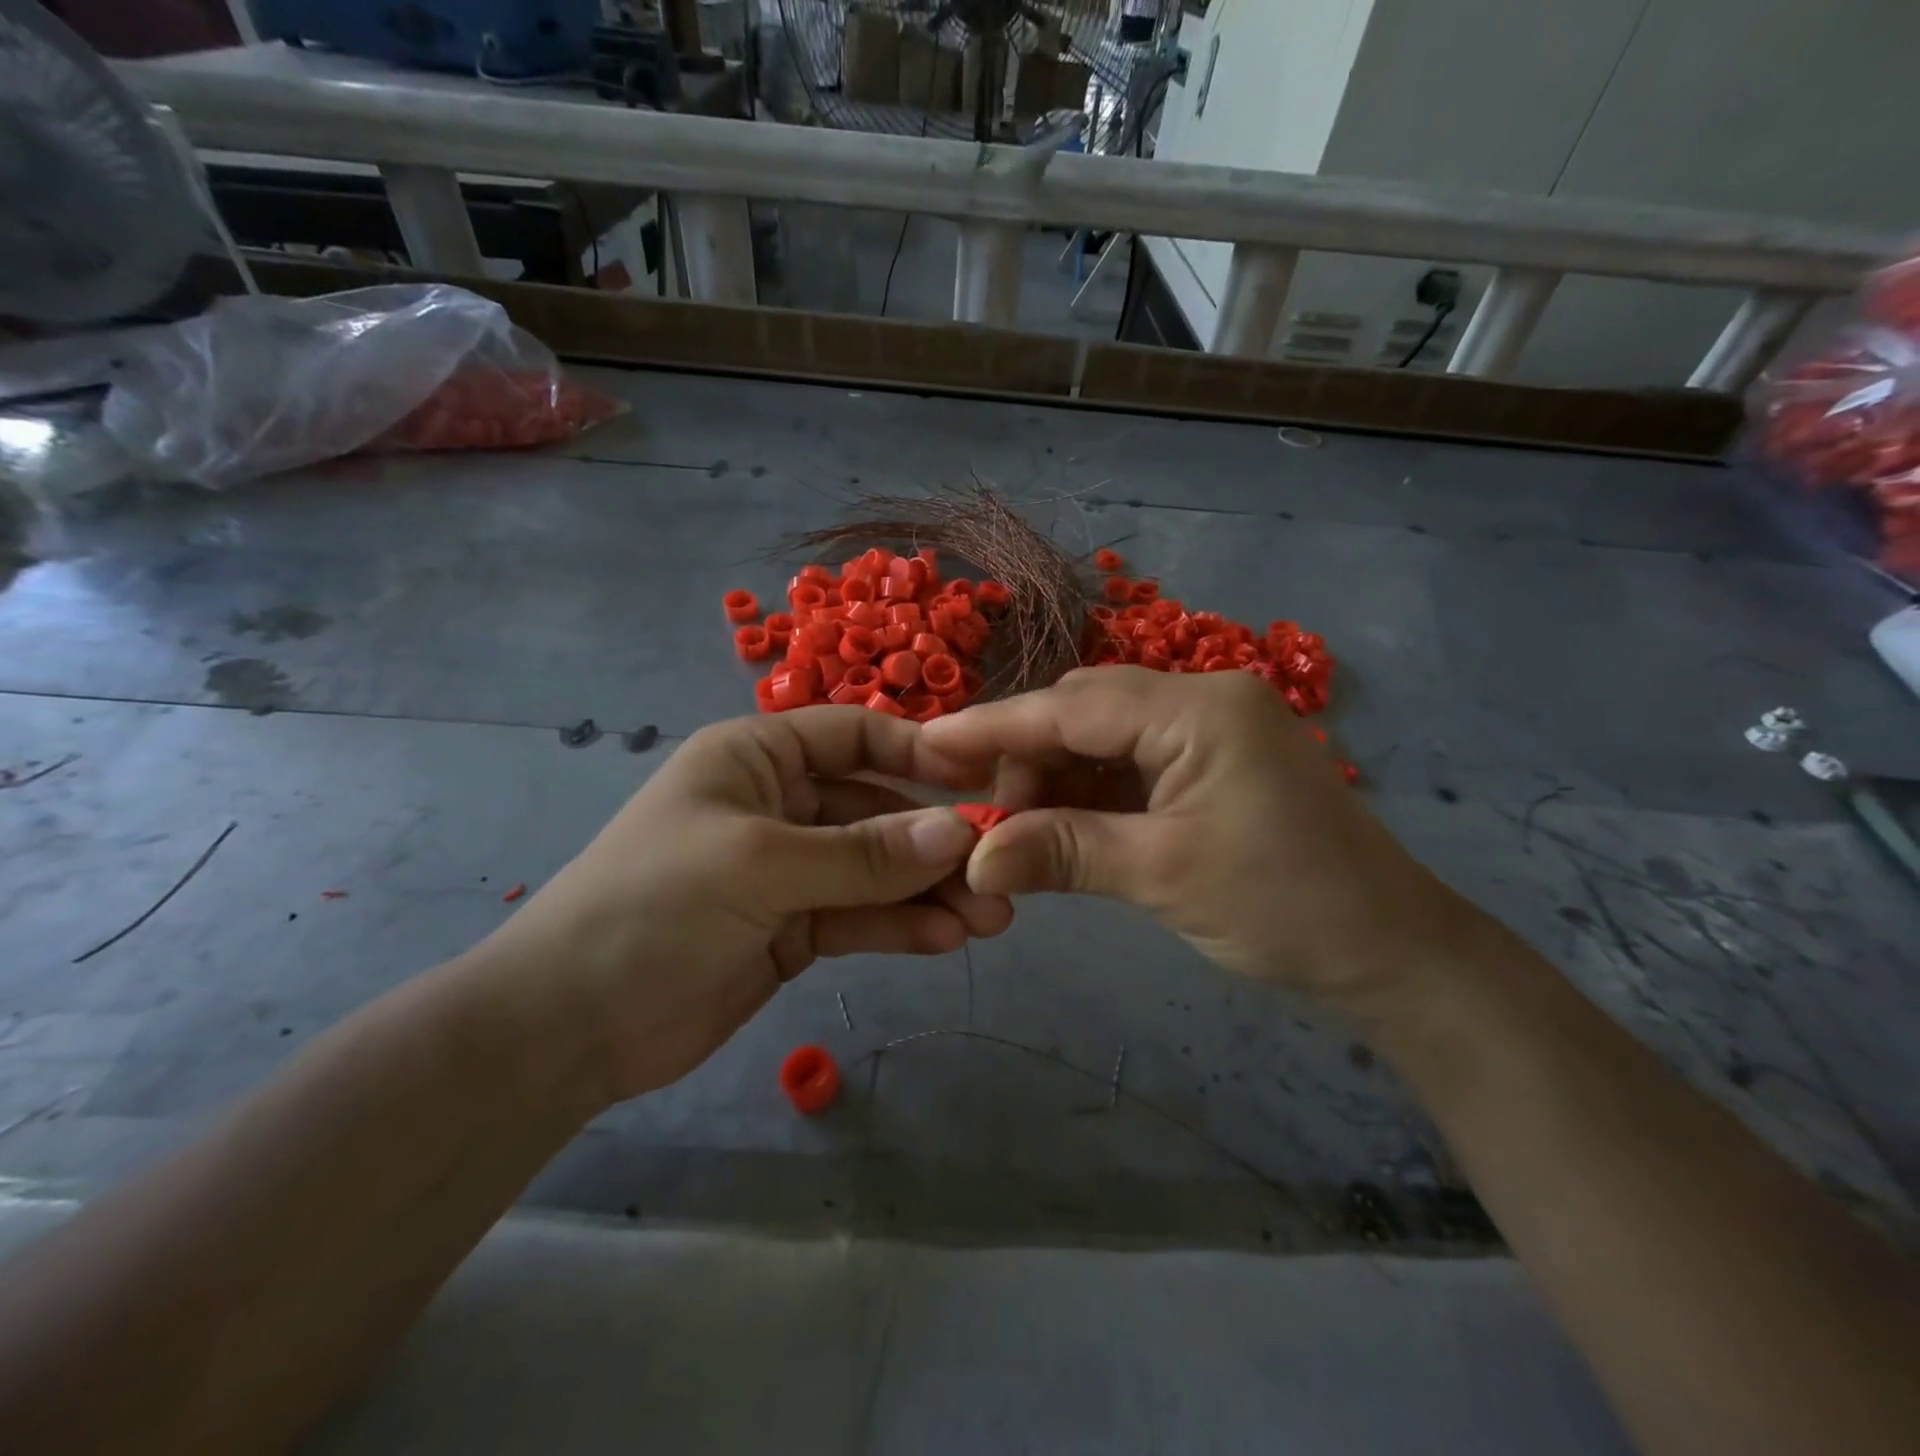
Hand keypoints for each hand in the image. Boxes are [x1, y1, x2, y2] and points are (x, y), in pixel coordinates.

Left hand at [473, 708, 1010, 1104]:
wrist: (568, 1026)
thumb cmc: (653, 907)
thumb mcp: (760, 866)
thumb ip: (863, 855)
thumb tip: (959, 833)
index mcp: (758, 758)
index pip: (854, 736)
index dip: (918, 754)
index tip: (980, 782)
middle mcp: (779, 804)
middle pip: (875, 810)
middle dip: (933, 842)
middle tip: (997, 874)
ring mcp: (788, 870)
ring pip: (875, 870)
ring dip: (929, 891)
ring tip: (989, 917)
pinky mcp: (794, 928)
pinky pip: (860, 916)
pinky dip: (900, 926)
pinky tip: (945, 940)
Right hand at [921, 667, 1473, 1007]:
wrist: (1394, 954)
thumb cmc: (1286, 907)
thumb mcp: (1162, 875)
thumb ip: (1062, 853)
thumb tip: (972, 861)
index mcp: (1197, 708)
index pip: (1071, 706)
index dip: (994, 727)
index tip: (927, 746)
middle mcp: (1201, 699)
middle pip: (1084, 712)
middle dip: (1027, 758)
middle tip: (985, 818)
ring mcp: (1209, 730)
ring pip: (1103, 737)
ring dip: (1055, 780)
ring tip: (1019, 832)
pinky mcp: (1211, 764)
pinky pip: (1131, 764)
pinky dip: (1090, 794)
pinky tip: (1062, 828)